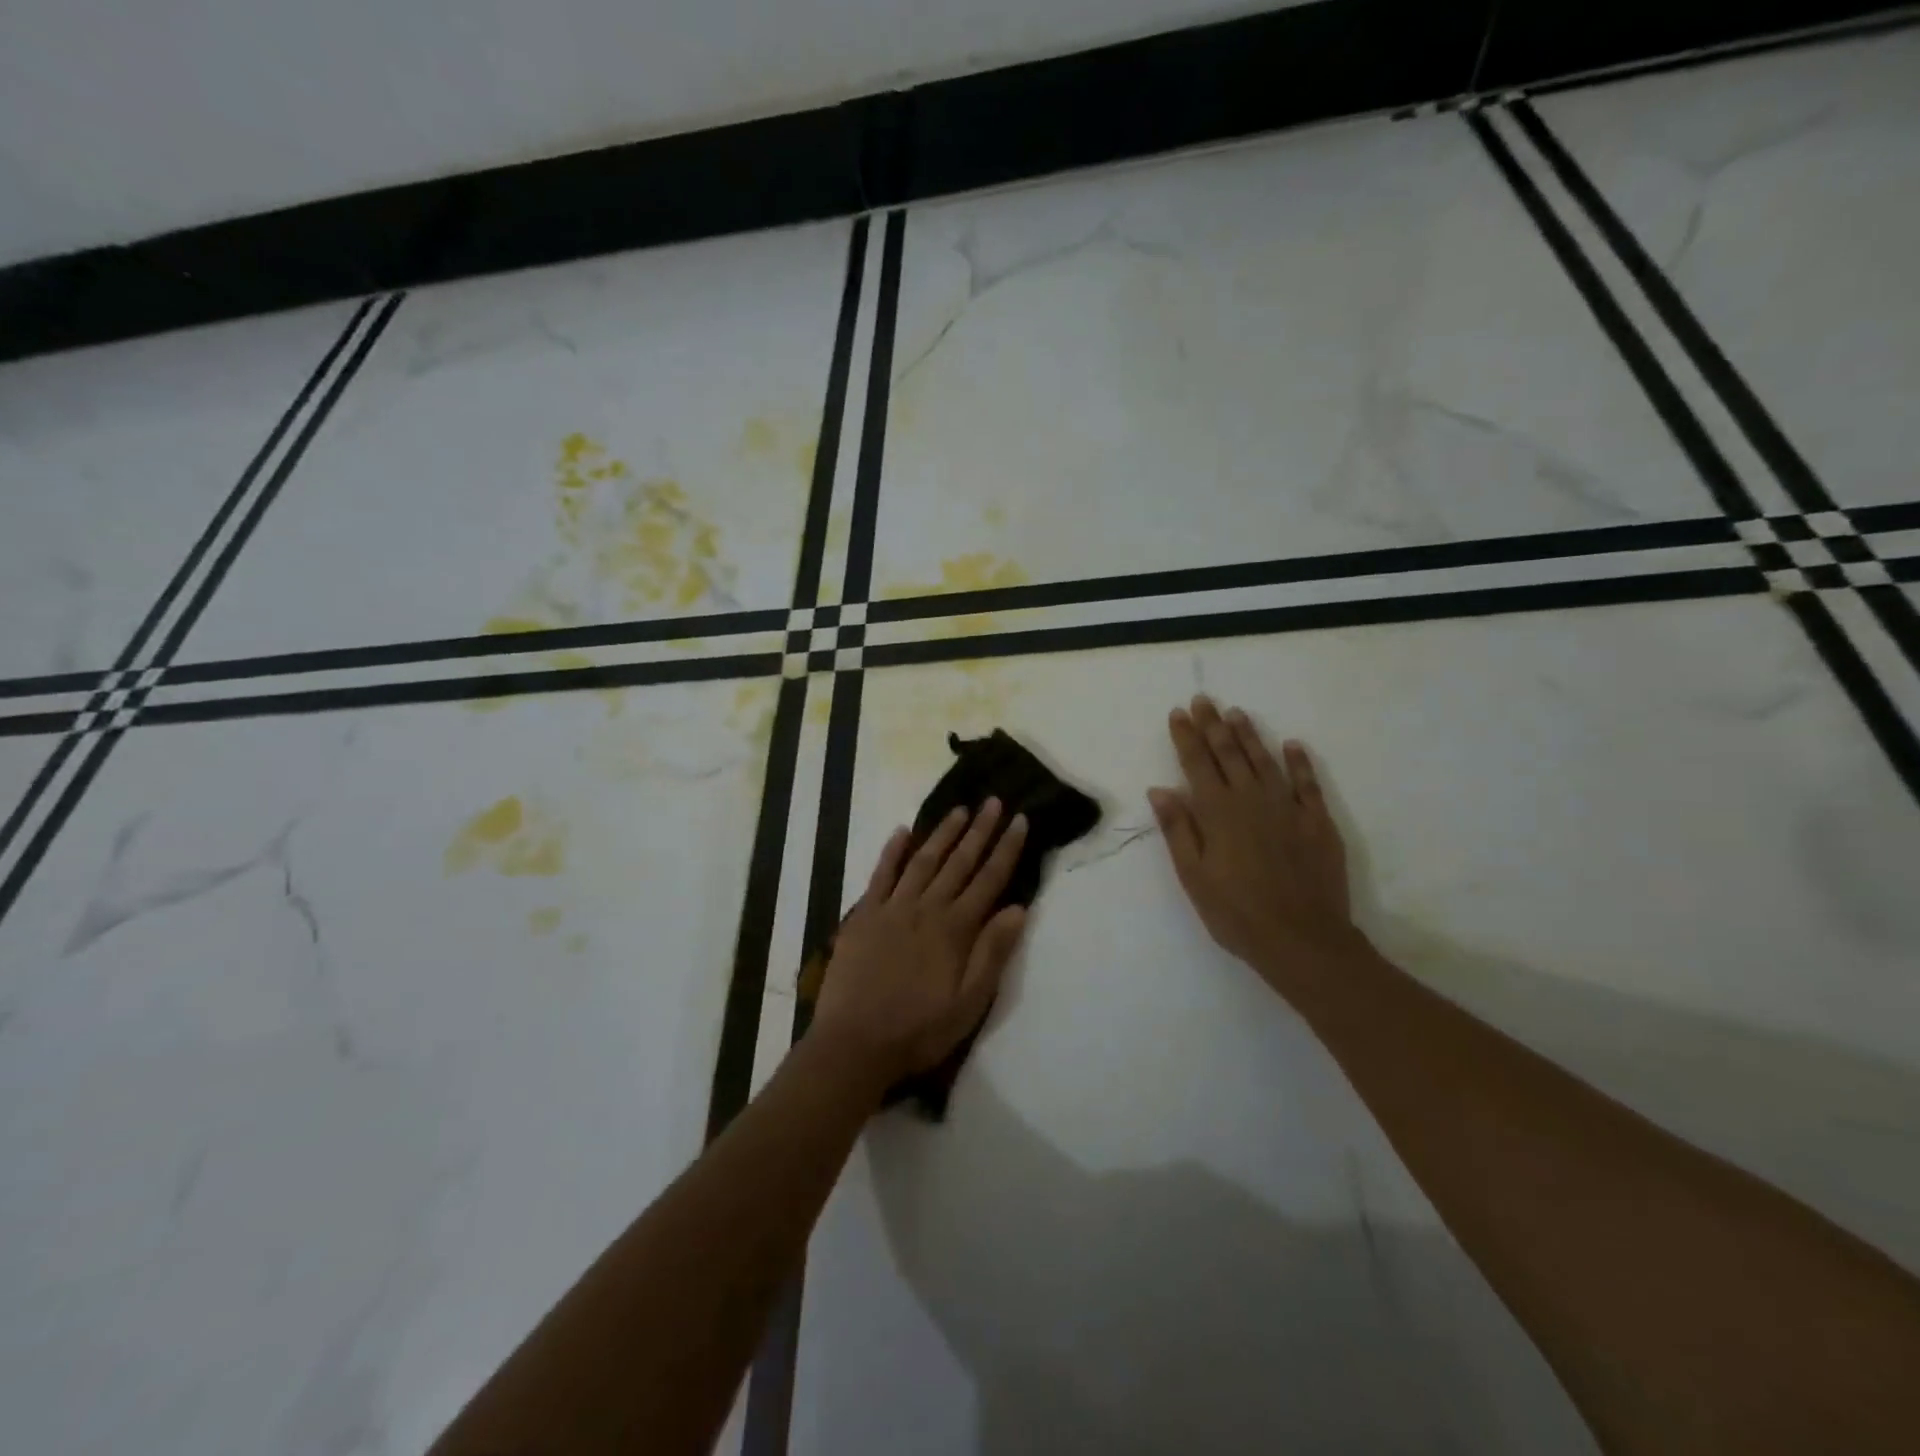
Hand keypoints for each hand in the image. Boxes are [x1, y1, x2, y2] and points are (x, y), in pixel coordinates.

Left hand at [810, 800, 1029, 1093]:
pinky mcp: (864, 915)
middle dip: (979, 830)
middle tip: (993, 801)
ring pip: (923, 861)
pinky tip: (902, 831)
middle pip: (959, 862)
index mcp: (955, 929)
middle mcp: (927, 908)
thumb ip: (993, 953)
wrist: (855, 1043)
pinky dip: (892, 851)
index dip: (1006, 849)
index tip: (1019, 820)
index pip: (989, 880)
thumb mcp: (969, 1003)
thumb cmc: (919, 1030)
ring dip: (942, 833)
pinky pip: (880, 874)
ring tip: (959, 810)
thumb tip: (1019, 908)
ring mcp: (892, 908)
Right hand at [1148, 696, 1355, 997]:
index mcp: (1217, 813)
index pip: (1197, 764)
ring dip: (1249, 736)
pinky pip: (1307, 783)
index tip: (1178, 713)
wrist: (1302, 940)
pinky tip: (1292, 745)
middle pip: (1229, 754)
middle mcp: (1251, 800)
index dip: (1187, 737)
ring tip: (1237, 713)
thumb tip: (1160, 789)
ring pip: (1265, 761)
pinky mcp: (1317, 822)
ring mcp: (1288, 808)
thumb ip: (1178, 829)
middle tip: (1204, 700)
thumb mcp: (1193, 876)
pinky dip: (1299, 762)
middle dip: (1213, 725)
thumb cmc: (1236, 913)